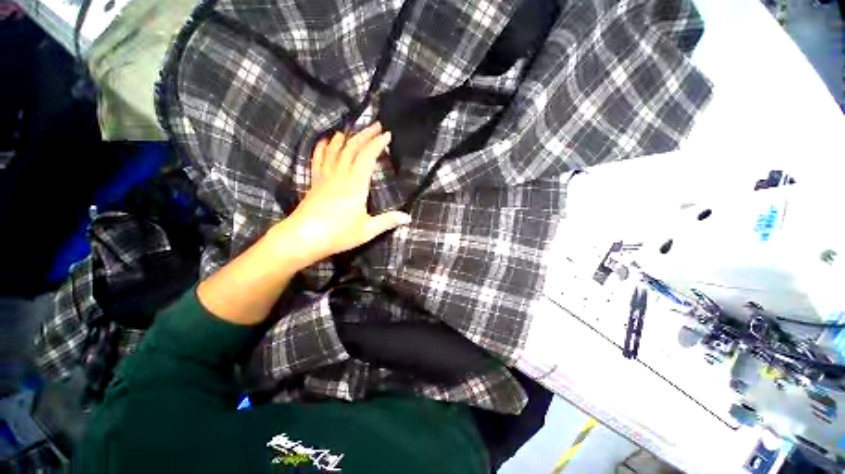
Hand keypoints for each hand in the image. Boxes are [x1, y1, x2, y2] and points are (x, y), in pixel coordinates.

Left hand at [272, 122, 410, 266]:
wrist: (303, 238)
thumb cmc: (338, 234)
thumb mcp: (367, 230)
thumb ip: (388, 221)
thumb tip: (408, 218)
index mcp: (356, 185)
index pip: (367, 157)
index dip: (378, 144)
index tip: (387, 135)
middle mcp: (340, 175)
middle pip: (352, 148)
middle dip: (365, 134)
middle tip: (376, 125)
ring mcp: (325, 177)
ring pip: (335, 150)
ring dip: (345, 137)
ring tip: (352, 129)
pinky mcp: (315, 182)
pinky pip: (318, 160)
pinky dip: (322, 148)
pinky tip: (325, 141)